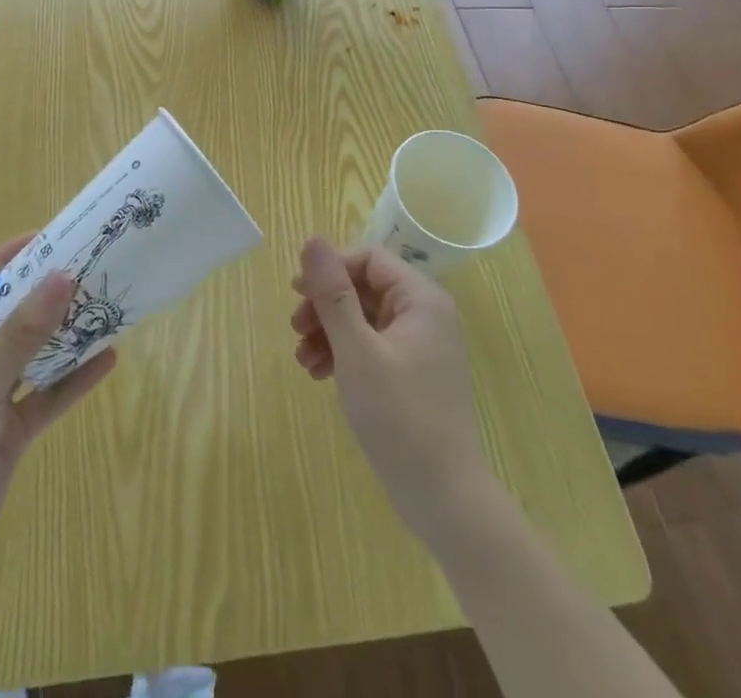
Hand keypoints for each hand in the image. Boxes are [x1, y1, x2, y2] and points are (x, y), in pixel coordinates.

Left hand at [0, 235, 116, 614]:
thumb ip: (22, 334)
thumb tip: (63, 276)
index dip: (5, 260)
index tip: (46, 238)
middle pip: (8, 318)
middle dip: (43, 295)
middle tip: (86, 269)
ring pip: (31, 357)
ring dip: (63, 335)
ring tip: (104, 306)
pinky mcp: (8, 436)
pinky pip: (45, 397)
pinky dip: (73, 381)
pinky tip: (107, 360)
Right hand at [290, 236, 492, 539]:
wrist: (445, 499)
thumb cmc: (400, 417)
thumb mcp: (358, 351)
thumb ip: (334, 294)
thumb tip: (312, 240)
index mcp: (421, 298)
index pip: (368, 259)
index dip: (330, 269)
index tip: (297, 292)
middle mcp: (424, 313)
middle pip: (364, 287)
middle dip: (325, 305)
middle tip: (295, 328)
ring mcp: (420, 344)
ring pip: (363, 317)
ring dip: (329, 331)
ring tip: (302, 359)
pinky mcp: (412, 373)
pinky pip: (371, 345)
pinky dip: (343, 353)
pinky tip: (319, 373)